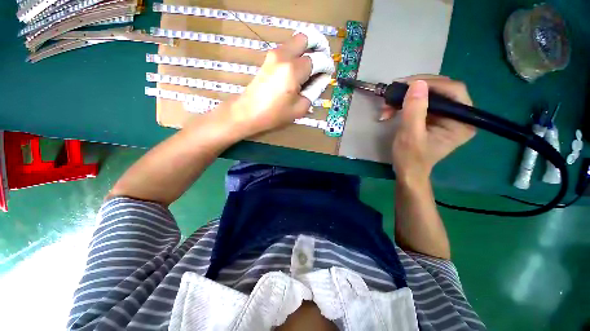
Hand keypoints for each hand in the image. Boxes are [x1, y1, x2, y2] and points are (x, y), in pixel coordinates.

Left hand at [228, 28, 334, 135]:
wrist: (249, 111)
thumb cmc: (275, 114)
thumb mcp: (300, 107)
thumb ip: (314, 90)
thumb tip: (322, 78)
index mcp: (294, 70)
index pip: (318, 59)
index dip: (327, 65)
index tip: (329, 73)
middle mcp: (284, 56)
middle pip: (307, 38)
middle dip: (319, 46)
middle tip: (322, 61)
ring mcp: (274, 54)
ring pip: (296, 41)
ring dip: (307, 49)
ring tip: (311, 66)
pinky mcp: (269, 58)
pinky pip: (287, 48)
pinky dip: (297, 53)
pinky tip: (298, 69)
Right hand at [381, 75, 475, 182]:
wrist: (407, 172)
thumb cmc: (411, 158)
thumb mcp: (410, 135)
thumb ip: (415, 110)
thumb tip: (417, 83)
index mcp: (462, 121)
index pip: (453, 90)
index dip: (431, 83)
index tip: (406, 84)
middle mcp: (459, 115)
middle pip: (441, 90)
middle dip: (415, 90)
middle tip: (394, 92)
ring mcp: (446, 116)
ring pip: (428, 95)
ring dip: (406, 97)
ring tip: (387, 105)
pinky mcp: (434, 118)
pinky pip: (421, 103)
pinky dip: (405, 104)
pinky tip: (391, 110)